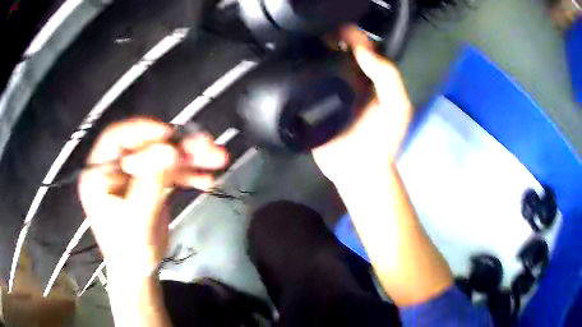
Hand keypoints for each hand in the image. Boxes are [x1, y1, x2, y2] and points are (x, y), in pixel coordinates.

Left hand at [78, 118, 227, 279]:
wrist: (138, 271)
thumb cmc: (129, 251)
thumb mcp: (138, 220)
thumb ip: (151, 185)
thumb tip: (171, 150)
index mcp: (98, 173)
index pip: (115, 138)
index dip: (141, 130)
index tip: (169, 133)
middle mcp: (114, 167)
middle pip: (145, 144)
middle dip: (177, 145)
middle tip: (206, 145)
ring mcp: (133, 174)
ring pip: (161, 155)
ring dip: (190, 157)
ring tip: (217, 158)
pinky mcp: (148, 182)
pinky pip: (169, 171)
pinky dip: (189, 174)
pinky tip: (207, 179)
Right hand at [313, 26, 412, 186]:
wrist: (357, 170)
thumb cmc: (382, 140)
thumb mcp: (398, 107)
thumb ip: (388, 77)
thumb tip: (361, 50)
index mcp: (372, 78)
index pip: (363, 48)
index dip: (353, 36)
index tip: (337, 28)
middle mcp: (351, 80)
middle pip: (339, 52)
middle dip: (329, 40)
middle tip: (314, 33)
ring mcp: (330, 91)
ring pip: (320, 64)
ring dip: (312, 53)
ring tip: (300, 43)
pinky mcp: (312, 103)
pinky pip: (305, 83)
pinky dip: (299, 72)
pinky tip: (291, 63)